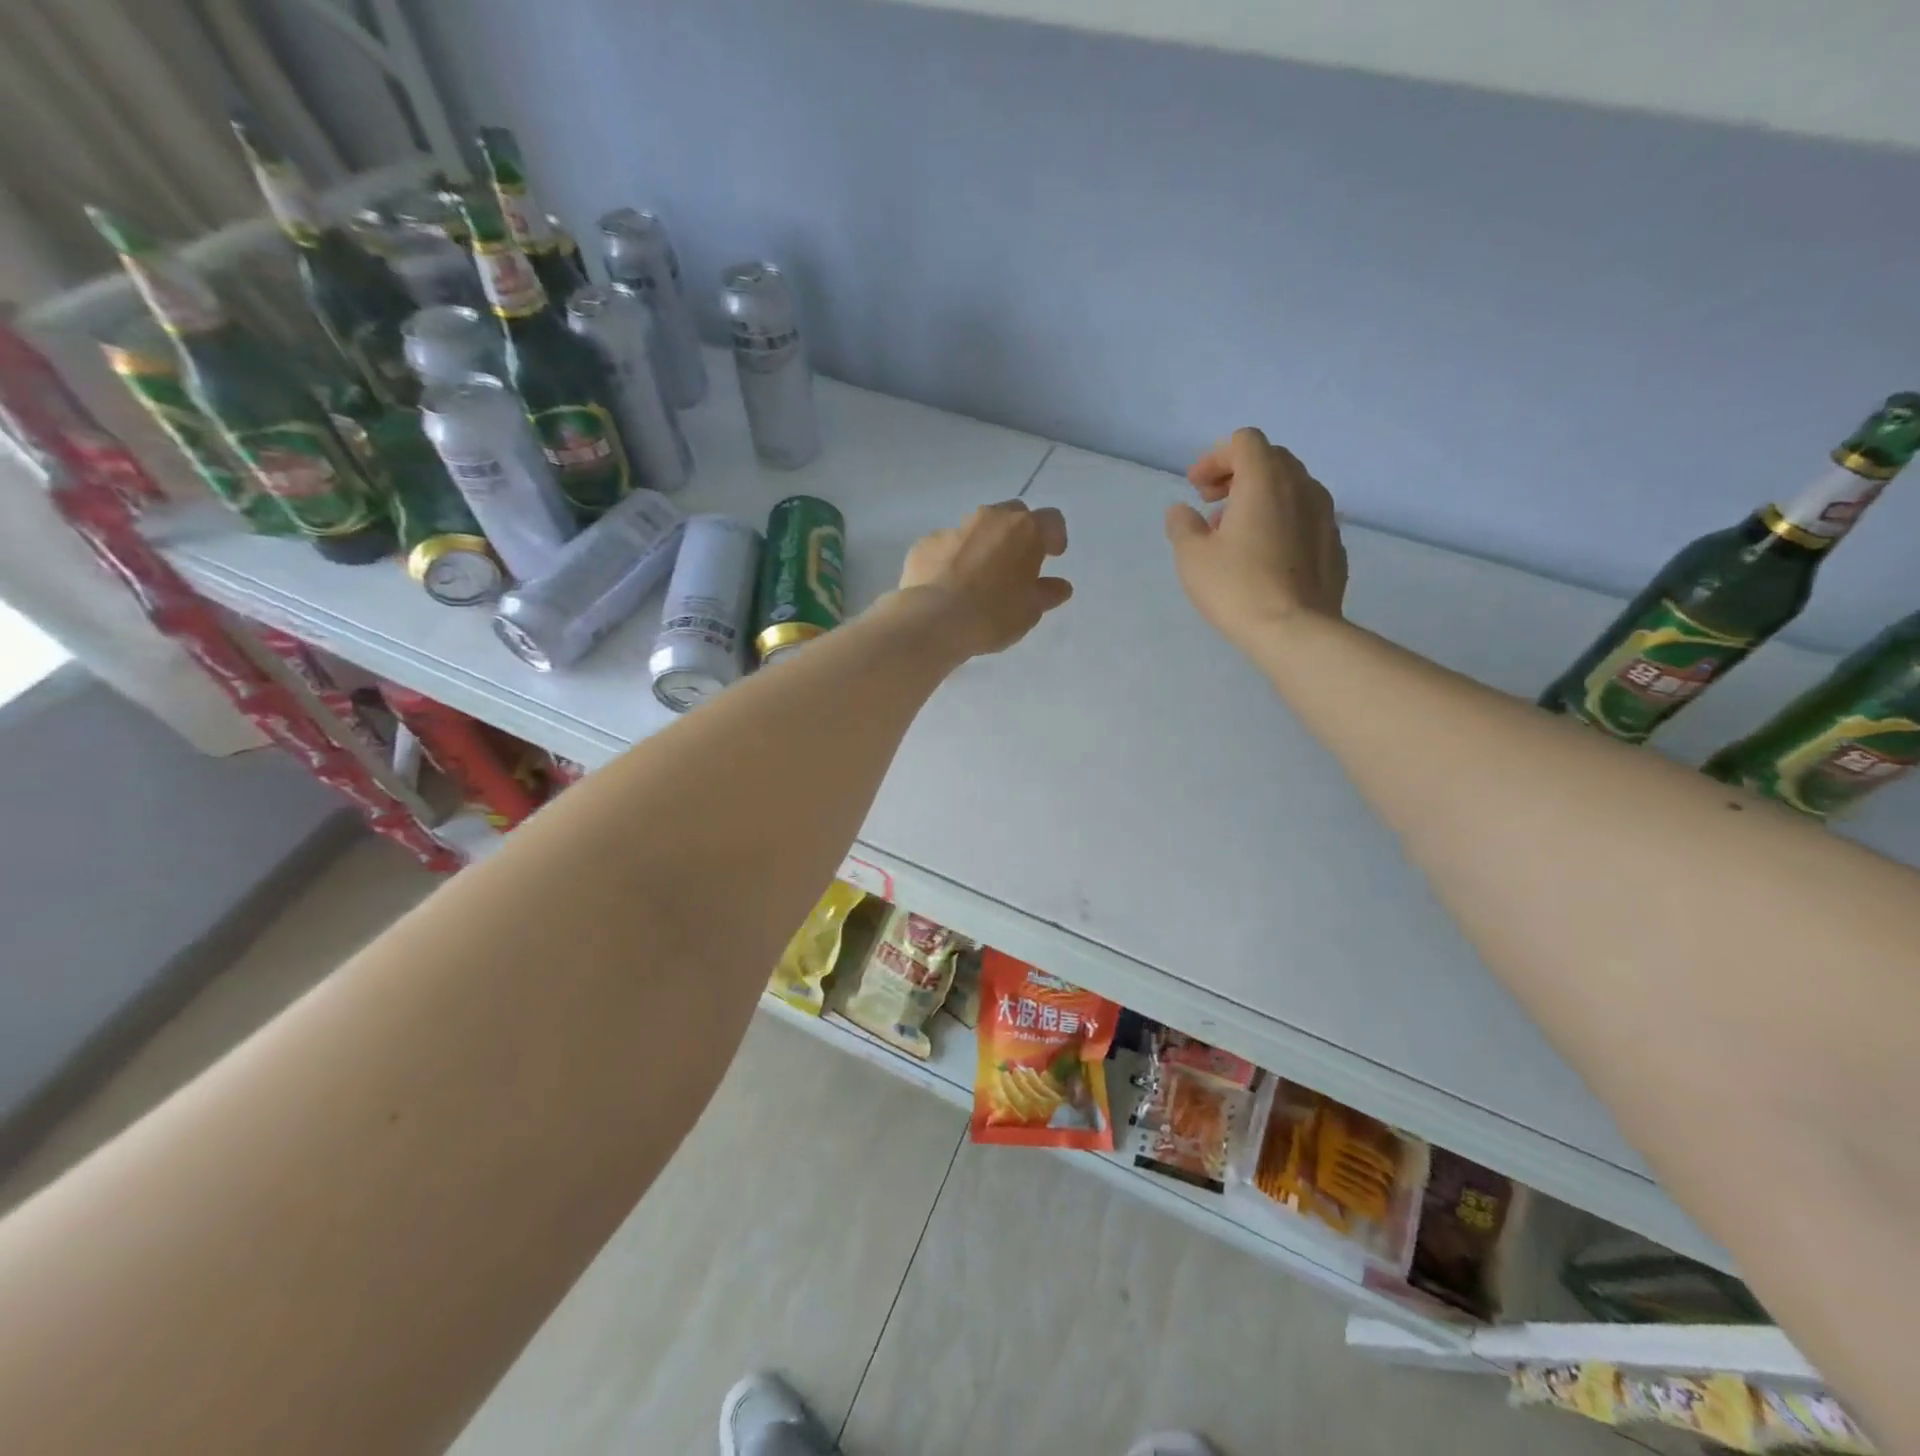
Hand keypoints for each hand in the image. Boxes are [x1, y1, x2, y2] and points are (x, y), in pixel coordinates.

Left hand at [898, 500, 1072, 657]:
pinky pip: (946, 545)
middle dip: (1018, 533)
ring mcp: (954, 528)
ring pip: (976, 528)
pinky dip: (953, 558)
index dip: (1055, 537)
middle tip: (1016, 562)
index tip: (1053, 556)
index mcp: (1024, 530)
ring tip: (980, 576)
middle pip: (1012, 514)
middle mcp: (990, 518)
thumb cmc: (993, 614)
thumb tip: (1060, 586)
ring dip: (984, 544)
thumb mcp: (1030, 610)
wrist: (934, 620)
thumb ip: (1046, 593)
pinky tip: (949, 585)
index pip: (1051, 520)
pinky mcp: (925, 543)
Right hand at [1165, 427, 1346, 652]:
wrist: (1295, 631)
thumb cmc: (1237, 588)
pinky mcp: (1335, 545)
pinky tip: (1266, 556)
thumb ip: (1183, 525)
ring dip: (1262, 498)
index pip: (1244, 442)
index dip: (1215, 458)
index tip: (1196, 489)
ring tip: (1237, 533)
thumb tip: (1182, 511)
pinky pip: (1306, 518)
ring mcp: (1325, 516)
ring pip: (1293, 487)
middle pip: (1272, 459)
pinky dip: (1283, 521)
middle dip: (1239, 474)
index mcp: (1265, 481)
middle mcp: (1302, 487)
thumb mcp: (1192, 557)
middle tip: (1213, 504)